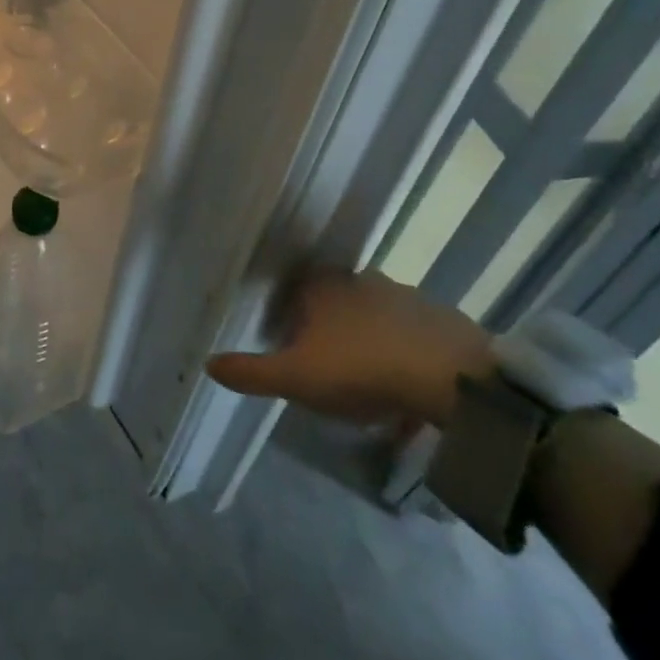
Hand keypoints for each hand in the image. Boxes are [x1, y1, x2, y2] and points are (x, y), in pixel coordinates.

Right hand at [206, 267, 495, 428]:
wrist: (452, 378)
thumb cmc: (361, 368)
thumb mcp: (296, 378)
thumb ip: (251, 372)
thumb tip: (206, 363)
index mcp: (322, 286)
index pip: (296, 288)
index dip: (290, 313)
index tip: (289, 343)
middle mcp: (360, 279)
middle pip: (335, 298)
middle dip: (328, 325)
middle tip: (326, 363)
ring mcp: (404, 294)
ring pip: (373, 312)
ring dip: (367, 336)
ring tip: (367, 377)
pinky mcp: (440, 317)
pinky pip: (410, 331)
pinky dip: (402, 349)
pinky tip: (405, 381)